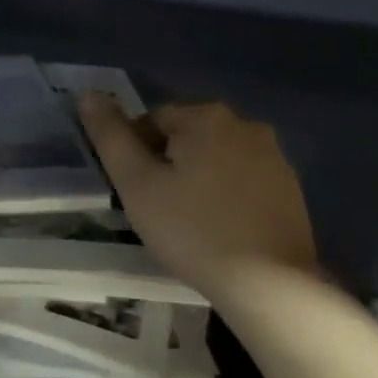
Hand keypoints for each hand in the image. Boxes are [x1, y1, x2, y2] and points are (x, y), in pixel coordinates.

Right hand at [80, 94, 317, 306]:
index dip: (134, 155)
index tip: (133, 192)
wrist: (267, 282)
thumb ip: (110, 137)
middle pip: (187, 138)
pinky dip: (225, 197)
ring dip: (197, 180)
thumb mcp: (137, 183)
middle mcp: (246, 124)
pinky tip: (219, 229)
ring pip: (216, 160)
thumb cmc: (191, 229)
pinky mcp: (290, 188)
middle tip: (156, 209)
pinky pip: (242, 182)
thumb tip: (87, 94)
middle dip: (167, 165)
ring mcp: (274, 157)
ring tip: (186, 222)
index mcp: (207, 116)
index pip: (152, 121)